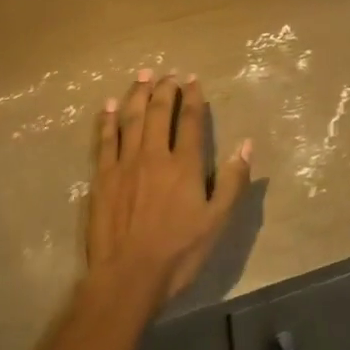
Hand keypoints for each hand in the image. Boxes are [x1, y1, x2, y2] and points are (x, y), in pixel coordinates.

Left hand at [87, 69, 251, 305]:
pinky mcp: (103, 177)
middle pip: (158, 112)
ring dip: (137, 94)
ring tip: (142, 76)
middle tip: (168, 73)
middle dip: (164, 89)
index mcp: (184, 165)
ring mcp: (125, 164)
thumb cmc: (179, 252)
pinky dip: (107, 119)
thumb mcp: (217, 222)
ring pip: (131, 118)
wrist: (128, 276)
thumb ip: (233, 181)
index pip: (190, 121)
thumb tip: (246, 144)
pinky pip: (105, 139)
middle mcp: (154, 155)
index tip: (193, 80)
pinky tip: (109, 105)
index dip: (193, 97)